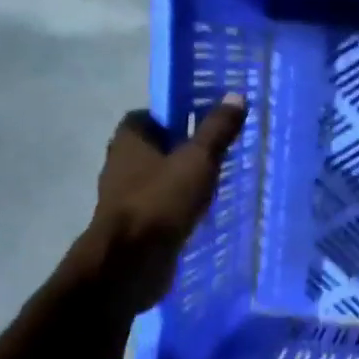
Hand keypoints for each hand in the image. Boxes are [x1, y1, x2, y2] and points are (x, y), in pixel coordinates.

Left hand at [75, 96, 247, 310]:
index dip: (176, 115)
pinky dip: (178, 206)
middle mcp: (121, 164)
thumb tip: (236, 96)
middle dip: (183, 149)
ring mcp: (125, 197)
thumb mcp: (198, 160)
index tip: (205, 122)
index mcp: (129, 139)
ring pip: (159, 179)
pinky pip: (161, 207)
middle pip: (156, 147)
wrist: (131, 262)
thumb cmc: (161, 201)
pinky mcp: (135, 225)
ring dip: (181, 180)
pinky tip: (201, 212)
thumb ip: (217, 130)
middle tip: (217, 152)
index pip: (150, 115)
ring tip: (215, 183)